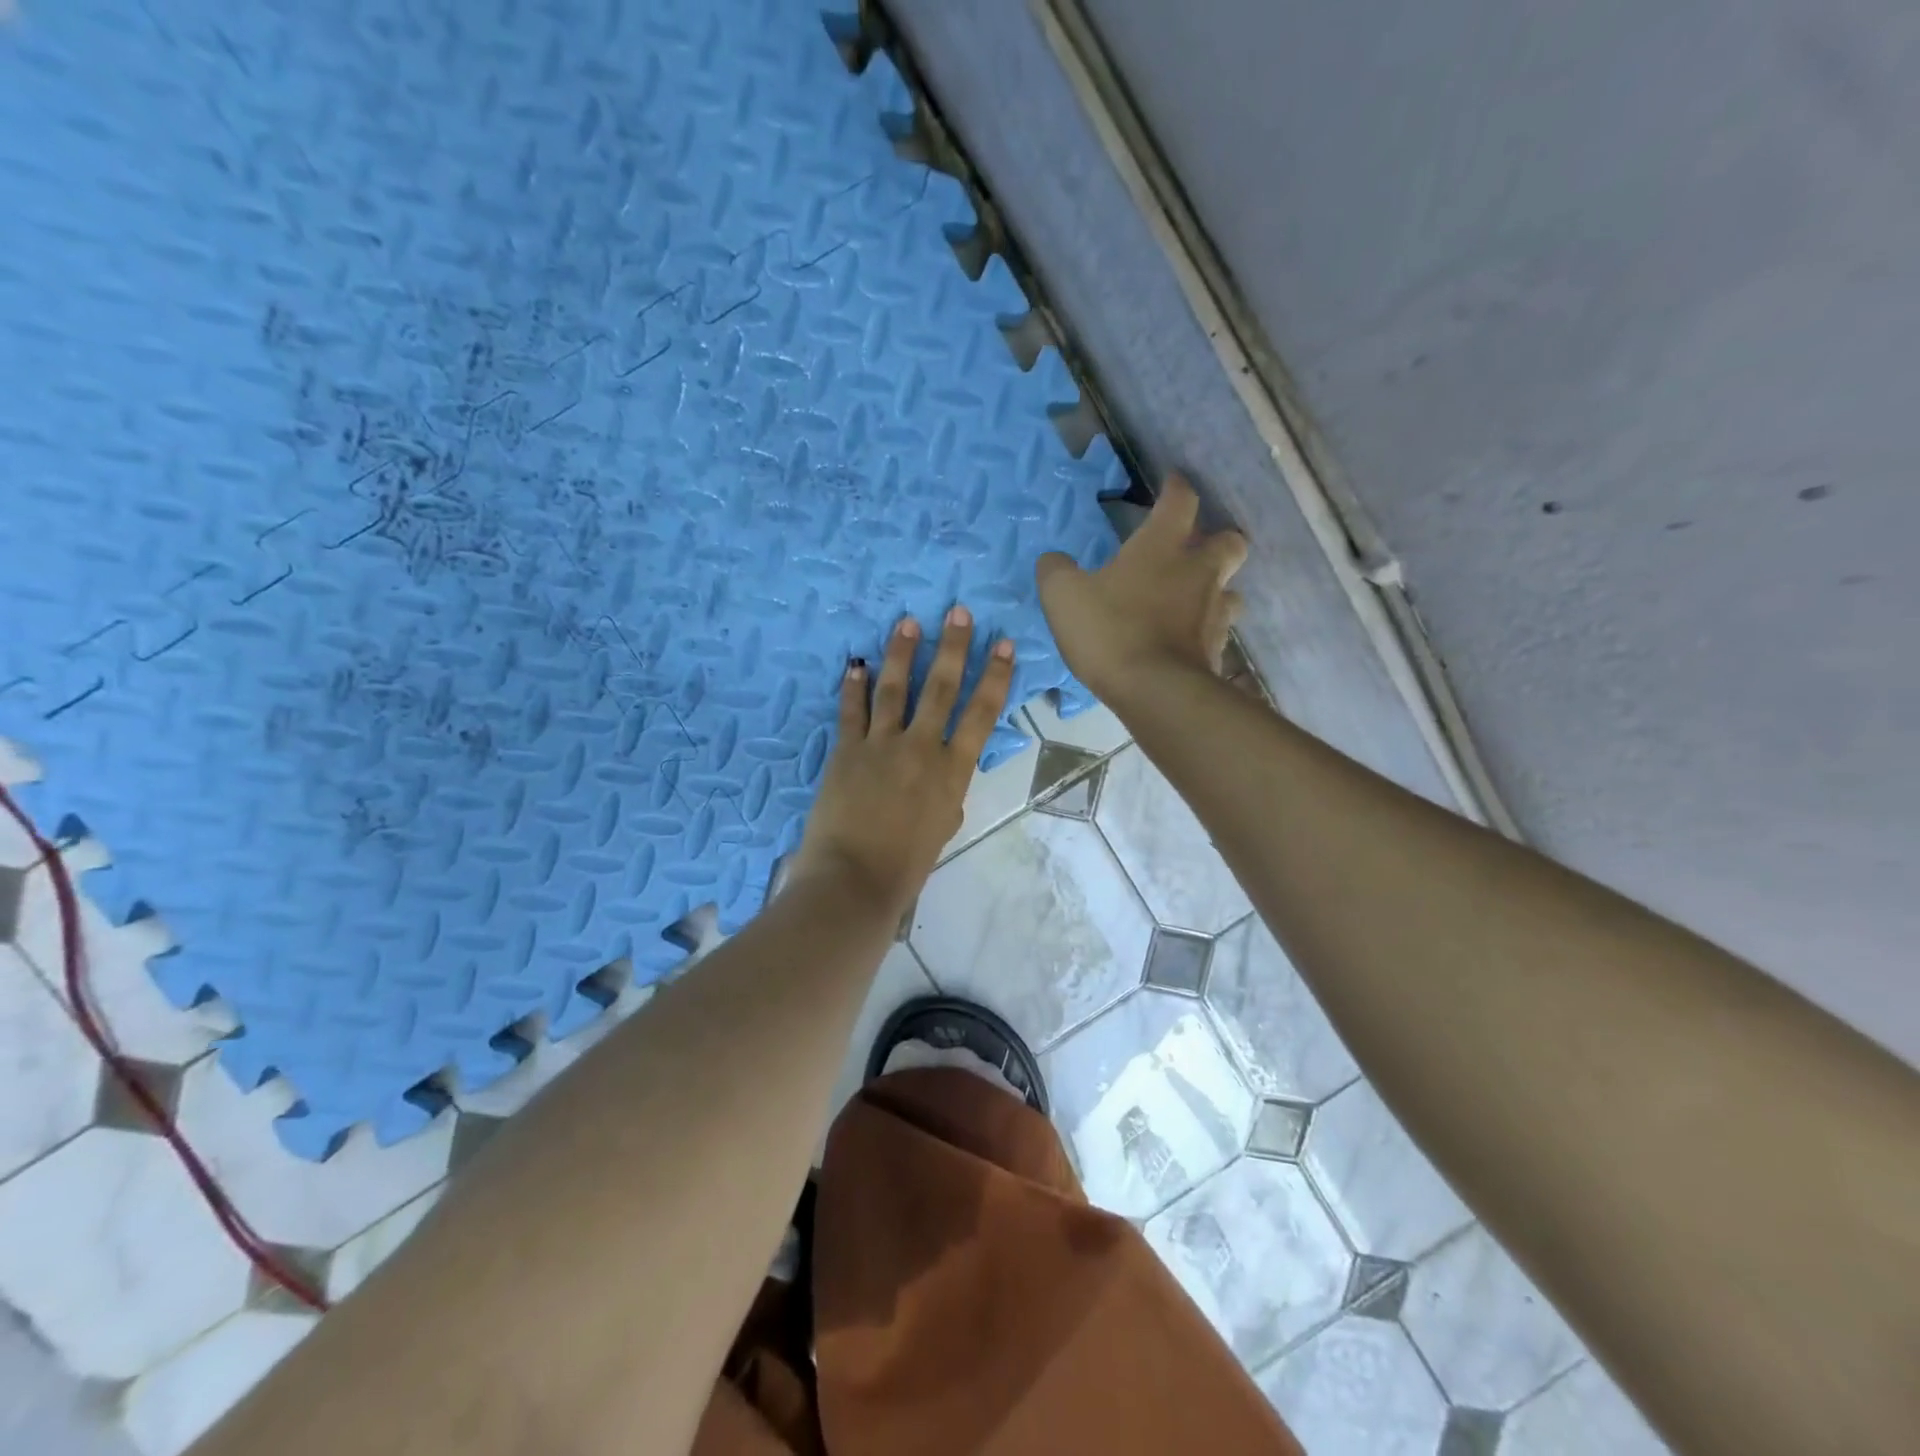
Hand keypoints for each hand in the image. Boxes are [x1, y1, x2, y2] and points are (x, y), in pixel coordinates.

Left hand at [789, 606, 1014, 913]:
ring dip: (902, 653)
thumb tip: (942, 769)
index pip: (981, 713)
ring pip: (894, 688)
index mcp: (953, 770)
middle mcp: (921, 748)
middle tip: (958, 612)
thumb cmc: (908, 863)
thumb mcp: (944, 825)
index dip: (995, 676)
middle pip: (941, 688)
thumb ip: (948, 790)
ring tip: (908, 623)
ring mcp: (881, 745)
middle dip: (953, 647)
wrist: (855, 878)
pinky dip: (853, 686)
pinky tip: (855, 663)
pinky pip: (851, 710)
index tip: (1004, 644)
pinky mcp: (846, 750)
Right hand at [1035, 473, 1246, 702]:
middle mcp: (1198, 572)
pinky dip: (1205, 630)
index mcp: (1162, 547)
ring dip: (1215, 588)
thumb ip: (1055, 571)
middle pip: (1229, 541)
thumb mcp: (1063, 596)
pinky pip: (1218, 631)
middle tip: (1193, 550)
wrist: (1155, 691)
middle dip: (1216, 539)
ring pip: (1231, 589)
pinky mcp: (1217, 650)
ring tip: (1192, 600)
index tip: (1171, 483)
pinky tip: (1186, 640)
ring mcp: (1214, 612)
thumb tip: (1053, 560)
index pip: (1180, 500)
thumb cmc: (1110, 631)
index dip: (1176, 488)